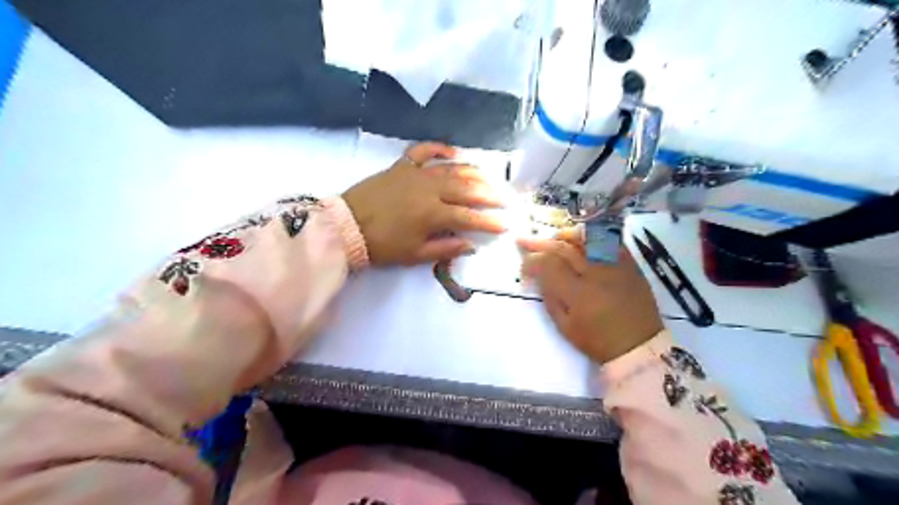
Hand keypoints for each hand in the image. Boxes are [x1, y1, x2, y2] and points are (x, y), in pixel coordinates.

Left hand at [343, 142, 504, 265]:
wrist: (347, 227)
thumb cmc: (382, 245)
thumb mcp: (414, 255)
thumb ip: (445, 249)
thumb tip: (471, 245)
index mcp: (433, 214)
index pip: (470, 217)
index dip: (490, 221)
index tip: (506, 225)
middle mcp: (430, 189)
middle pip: (467, 189)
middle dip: (490, 195)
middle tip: (506, 199)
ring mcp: (416, 173)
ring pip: (452, 168)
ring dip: (473, 172)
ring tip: (490, 177)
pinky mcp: (402, 165)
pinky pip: (423, 151)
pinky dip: (439, 148)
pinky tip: (454, 152)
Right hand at [517, 227, 662, 362]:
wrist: (640, 346)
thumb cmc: (598, 341)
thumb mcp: (565, 327)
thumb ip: (550, 298)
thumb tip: (539, 276)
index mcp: (578, 293)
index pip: (548, 265)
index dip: (532, 262)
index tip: (524, 267)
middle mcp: (596, 273)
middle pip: (563, 248)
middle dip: (540, 243)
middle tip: (525, 240)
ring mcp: (615, 265)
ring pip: (586, 238)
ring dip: (565, 235)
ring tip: (554, 238)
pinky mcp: (630, 264)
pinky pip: (609, 241)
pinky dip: (593, 238)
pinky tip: (583, 241)